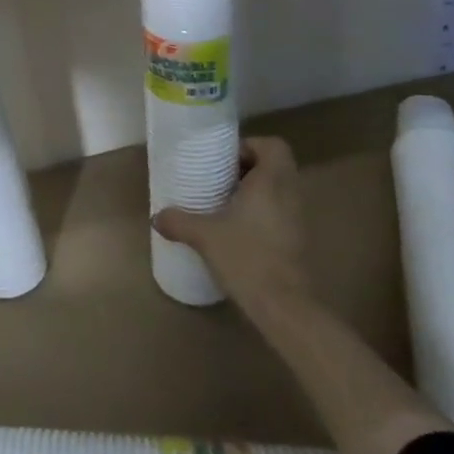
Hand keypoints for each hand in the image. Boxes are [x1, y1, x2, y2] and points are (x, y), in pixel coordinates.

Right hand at [153, 137, 308, 303]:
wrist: (284, 307)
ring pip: (279, 189)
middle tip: (220, 178)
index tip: (225, 159)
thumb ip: (179, 221)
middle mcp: (290, 194)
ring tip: (225, 202)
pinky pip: (281, 211)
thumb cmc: (247, 257)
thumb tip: (156, 216)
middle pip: (276, 165)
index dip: (251, 146)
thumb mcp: (204, 236)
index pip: (274, 146)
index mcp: (271, 181)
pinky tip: (237, 228)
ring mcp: (298, 219)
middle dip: (248, 168)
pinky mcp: (297, 240)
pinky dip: (262, 212)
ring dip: (255, 190)